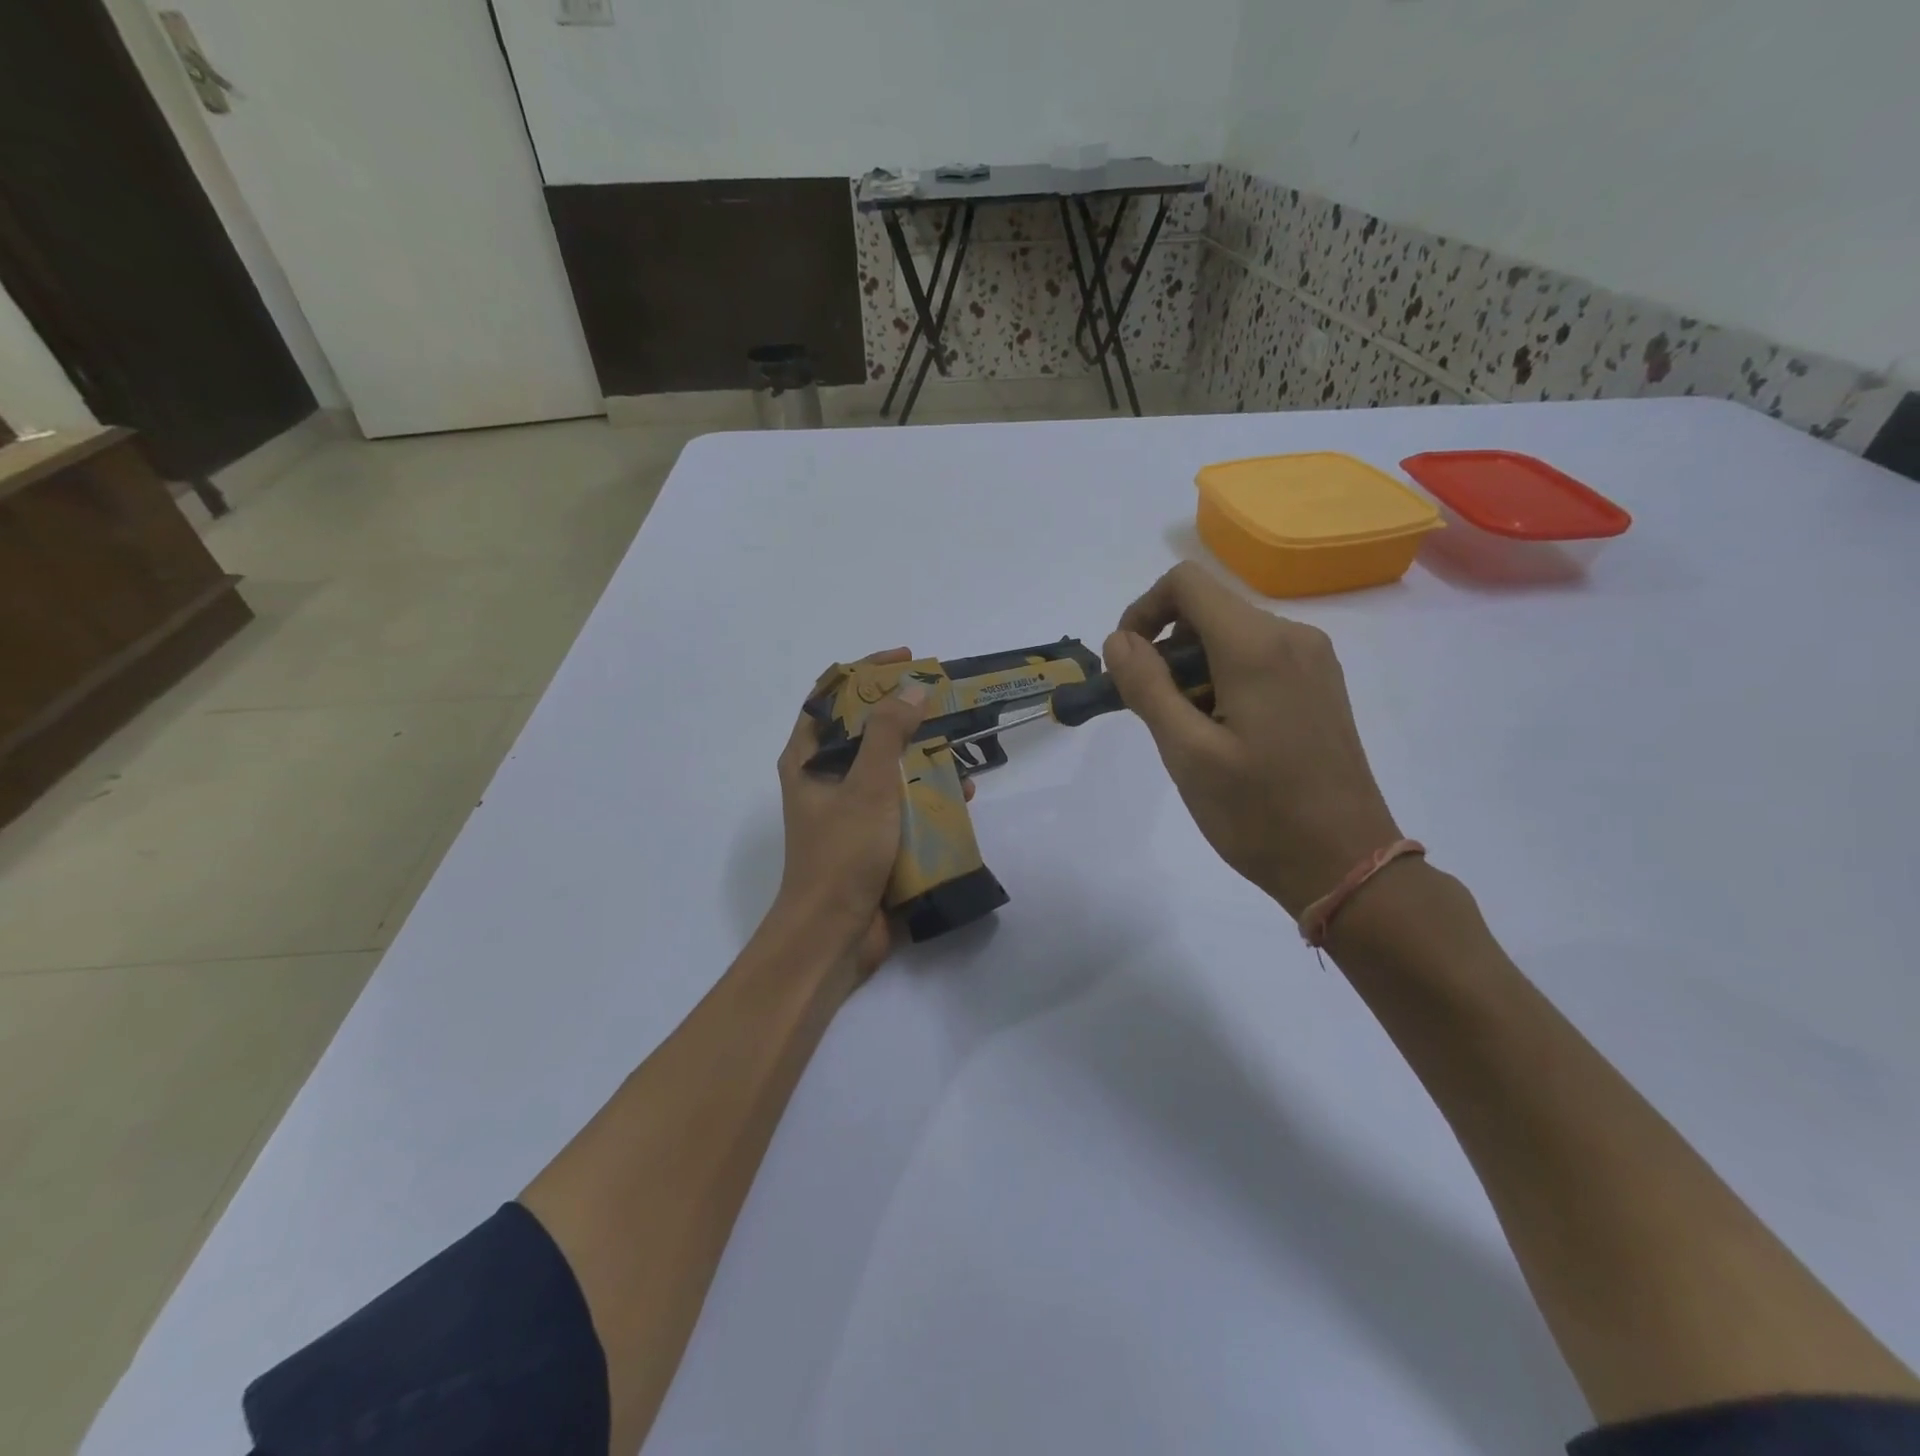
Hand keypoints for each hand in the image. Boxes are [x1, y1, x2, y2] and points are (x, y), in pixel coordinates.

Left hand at [772, 649, 972, 981]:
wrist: (834, 936)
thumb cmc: (843, 853)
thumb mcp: (868, 786)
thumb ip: (889, 733)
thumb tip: (912, 686)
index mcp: (808, 758)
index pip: (832, 695)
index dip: (867, 670)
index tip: (907, 659)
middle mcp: (825, 778)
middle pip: (865, 729)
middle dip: (905, 713)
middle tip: (943, 701)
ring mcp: (849, 810)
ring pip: (889, 767)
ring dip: (923, 755)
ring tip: (961, 745)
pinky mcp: (872, 838)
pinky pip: (903, 804)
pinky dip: (929, 795)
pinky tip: (964, 795)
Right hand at [1104, 563, 1401, 915]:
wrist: (1345, 862)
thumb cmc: (1258, 812)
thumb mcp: (1187, 752)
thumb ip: (1146, 686)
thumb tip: (1118, 639)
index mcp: (1258, 646)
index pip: (1185, 584)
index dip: (1142, 612)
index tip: (1127, 664)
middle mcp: (1292, 636)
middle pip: (1207, 610)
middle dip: (1166, 651)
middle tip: (1154, 713)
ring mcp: (1313, 660)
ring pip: (1230, 636)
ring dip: (1193, 670)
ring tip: (1188, 733)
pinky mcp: (1320, 684)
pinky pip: (1258, 658)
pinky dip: (1223, 680)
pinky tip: (1223, 734)